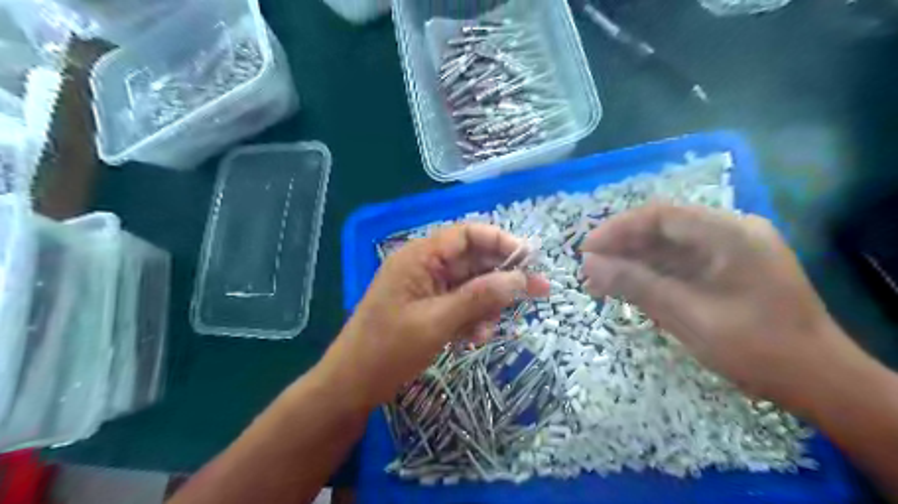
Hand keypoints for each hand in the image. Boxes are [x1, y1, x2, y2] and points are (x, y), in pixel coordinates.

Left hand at [320, 222, 550, 409]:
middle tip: (537, 293)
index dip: (500, 242)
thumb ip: (479, 297)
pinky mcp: (430, 308)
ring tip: (485, 332)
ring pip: (472, 285)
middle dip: (502, 278)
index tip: (530, 259)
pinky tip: (472, 339)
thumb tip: (520, 278)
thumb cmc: (389, 349)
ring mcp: (428, 288)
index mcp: (420, 257)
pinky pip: (462, 304)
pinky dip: (473, 319)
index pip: (466, 235)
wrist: (353, 384)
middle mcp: (425, 266)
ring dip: (486, 305)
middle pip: (474, 261)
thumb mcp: (437, 322)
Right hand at [579, 203, 849, 408]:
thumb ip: (637, 284)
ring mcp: (729, 251)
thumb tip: (589, 264)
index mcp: (730, 233)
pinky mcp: (724, 270)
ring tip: (597, 282)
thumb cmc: (756, 348)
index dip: (618, 228)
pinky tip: (625, 288)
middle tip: (588, 270)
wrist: (818, 382)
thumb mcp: (688, 315)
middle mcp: (730, 232)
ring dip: (632, 262)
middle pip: (662, 229)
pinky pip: (679, 265)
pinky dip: (650, 275)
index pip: (661, 215)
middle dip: (621, 247)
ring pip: (667, 248)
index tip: (587, 250)